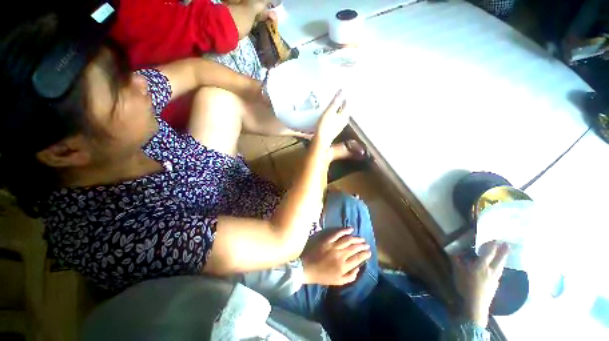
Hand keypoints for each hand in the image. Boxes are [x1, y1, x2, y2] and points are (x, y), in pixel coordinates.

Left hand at [301, 228, 370, 285]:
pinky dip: (344, 230)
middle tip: (366, 244)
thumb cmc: (322, 276)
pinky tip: (350, 229)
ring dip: (356, 238)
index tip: (369, 252)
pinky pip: (337, 233)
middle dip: (362, 246)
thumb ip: (350, 276)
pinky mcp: (327, 240)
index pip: (358, 258)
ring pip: (348, 240)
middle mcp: (340, 255)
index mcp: (343, 267)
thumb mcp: (338, 282)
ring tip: (361, 238)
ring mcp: (333, 246)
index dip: (365, 254)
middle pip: (354, 248)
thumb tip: (358, 267)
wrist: (307, 268)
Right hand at [314, 90, 348, 146]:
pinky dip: (334, 115)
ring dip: (338, 109)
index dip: (345, 97)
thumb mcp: (330, 112)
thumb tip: (342, 91)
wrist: (321, 141)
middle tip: (339, 95)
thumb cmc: (325, 126)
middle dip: (342, 103)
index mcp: (344, 116)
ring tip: (334, 103)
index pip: (347, 104)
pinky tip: (330, 114)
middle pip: (344, 110)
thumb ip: (336, 102)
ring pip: (340, 115)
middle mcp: (344, 121)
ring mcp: (339, 126)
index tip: (342, 91)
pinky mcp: (333, 130)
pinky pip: (336, 119)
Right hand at [452, 241, 509, 326]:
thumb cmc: (465, 286)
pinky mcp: (496, 285)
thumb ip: (456, 261)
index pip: (488, 253)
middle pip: (499, 259)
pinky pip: (500, 272)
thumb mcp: (458, 272)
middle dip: (503, 251)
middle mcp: (491, 271)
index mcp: (481, 266)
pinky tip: (499, 268)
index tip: (496, 239)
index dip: (492, 246)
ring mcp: (495, 278)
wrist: (476, 304)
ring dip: (504, 259)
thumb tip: (451, 250)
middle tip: (507, 244)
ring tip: (506, 254)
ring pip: (501, 266)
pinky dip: (501, 267)